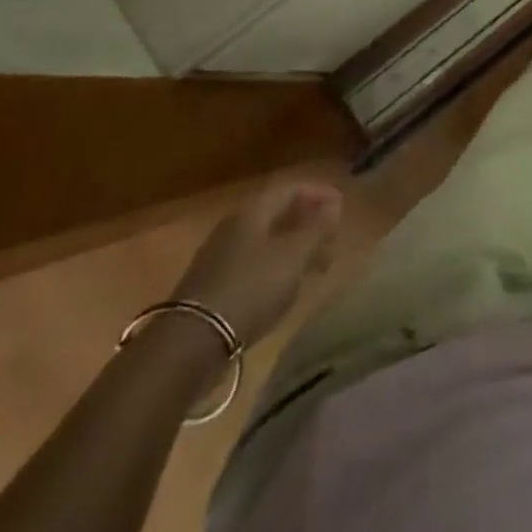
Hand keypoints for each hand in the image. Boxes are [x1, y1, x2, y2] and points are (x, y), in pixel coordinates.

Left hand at [173, 173, 343, 345]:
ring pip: (266, 240)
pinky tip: (286, 287)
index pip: (290, 188)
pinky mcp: (213, 286)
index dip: (318, 192)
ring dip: (294, 246)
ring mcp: (220, 257)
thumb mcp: (292, 258)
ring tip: (317, 265)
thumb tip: (334, 204)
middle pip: (277, 213)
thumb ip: (316, 228)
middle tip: (333, 237)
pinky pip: (254, 264)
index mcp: (253, 212)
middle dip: (308, 221)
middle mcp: (234, 227)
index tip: (342, 205)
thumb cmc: (250, 290)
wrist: (190, 344)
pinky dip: (277, 267)